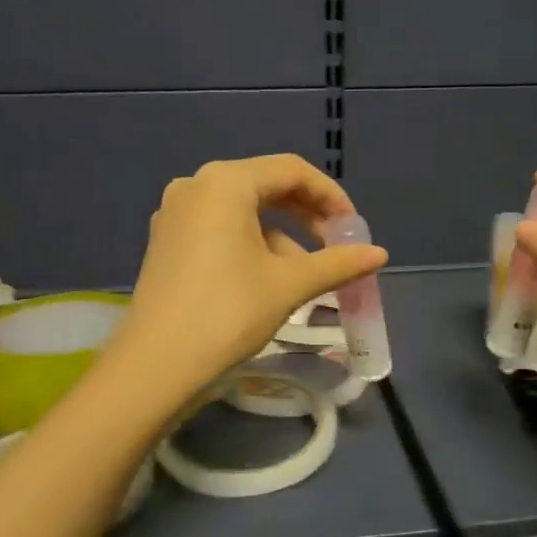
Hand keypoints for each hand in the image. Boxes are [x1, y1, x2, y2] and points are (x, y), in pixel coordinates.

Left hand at [112, 155, 387, 394]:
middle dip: (306, 215)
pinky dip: (250, 245)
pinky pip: (219, 229)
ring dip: (280, 235)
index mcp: (225, 182)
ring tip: (305, 274)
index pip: (292, 171)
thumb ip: (337, 263)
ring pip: (242, 211)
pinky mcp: (165, 242)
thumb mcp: (289, 284)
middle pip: (265, 186)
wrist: (156, 365)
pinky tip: (267, 279)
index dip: (331, 196)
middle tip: (335, 246)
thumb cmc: (228, 312)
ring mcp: (175, 214)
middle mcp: (195, 186)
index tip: (354, 229)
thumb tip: (380, 254)